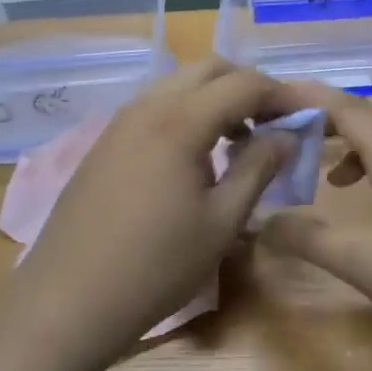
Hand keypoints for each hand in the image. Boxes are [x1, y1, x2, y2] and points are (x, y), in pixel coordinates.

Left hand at [13, 59, 303, 359]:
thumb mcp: (222, 222)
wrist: (66, 301)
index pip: (244, 83)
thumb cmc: (155, 266)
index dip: (281, 94)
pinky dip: (188, 111)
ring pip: (180, 83)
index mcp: (181, 121)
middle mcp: (149, 106)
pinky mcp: (105, 141)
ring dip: (216, 96)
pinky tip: (196, 154)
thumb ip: (258, 168)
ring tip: (238, 139)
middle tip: (273, 123)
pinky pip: (157, 105)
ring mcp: (121, 121)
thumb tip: (287, 135)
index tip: (305, 116)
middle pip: (210, 69)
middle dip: (248, 86)